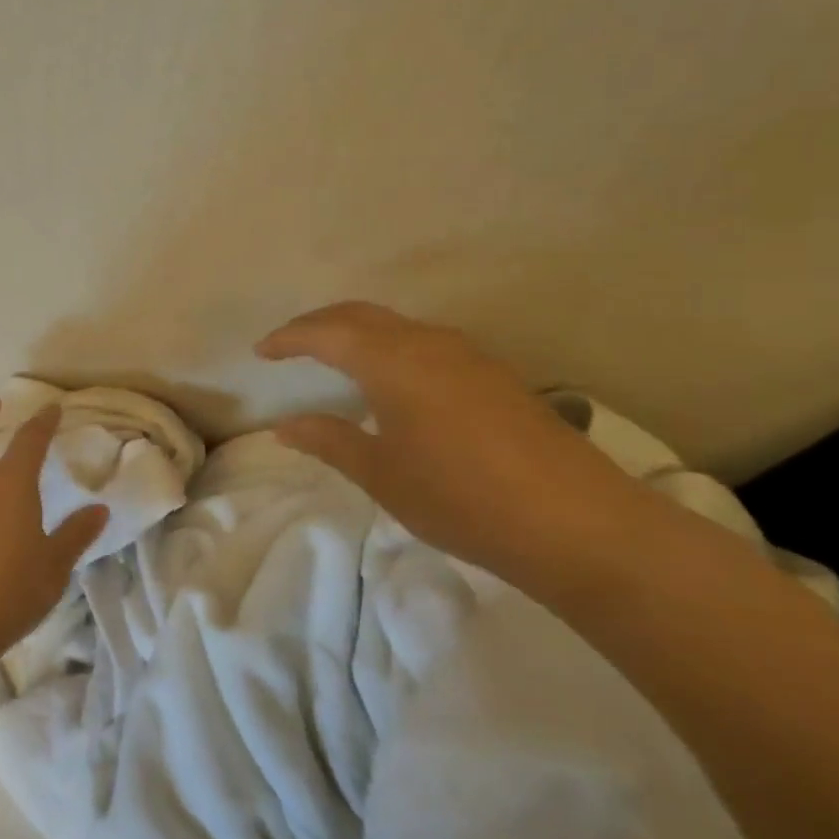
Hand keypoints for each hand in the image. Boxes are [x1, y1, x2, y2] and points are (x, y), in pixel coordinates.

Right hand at [257, 301, 654, 582]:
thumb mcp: (382, 474)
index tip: (261, 350)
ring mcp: (467, 355)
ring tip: (334, 358)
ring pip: (396, 326)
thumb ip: (330, 440)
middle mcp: (428, 342)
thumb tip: (285, 425)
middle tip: (289, 344)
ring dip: (357, 332)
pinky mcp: (494, 375)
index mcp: (392, 359)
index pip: (325, 332)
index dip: (288, 338)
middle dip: (319, 324)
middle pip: (361, 315)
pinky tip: (392, 381)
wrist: (578, 523)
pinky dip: (390, 347)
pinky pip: (425, 343)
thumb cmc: (461, 497)